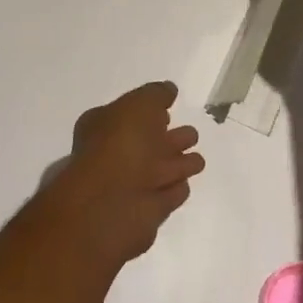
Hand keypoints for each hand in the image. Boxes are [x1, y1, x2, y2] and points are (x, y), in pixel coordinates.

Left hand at [44, 81, 204, 262]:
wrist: (114, 203)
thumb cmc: (122, 144)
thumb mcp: (139, 104)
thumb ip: (156, 94)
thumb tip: (169, 90)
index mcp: (105, 127)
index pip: (129, 116)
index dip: (149, 112)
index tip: (168, 108)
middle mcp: (117, 156)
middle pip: (150, 144)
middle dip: (172, 139)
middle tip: (191, 134)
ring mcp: (133, 186)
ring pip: (163, 170)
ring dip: (179, 164)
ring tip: (197, 159)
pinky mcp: (149, 212)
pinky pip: (168, 195)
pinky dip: (175, 189)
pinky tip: (185, 184)